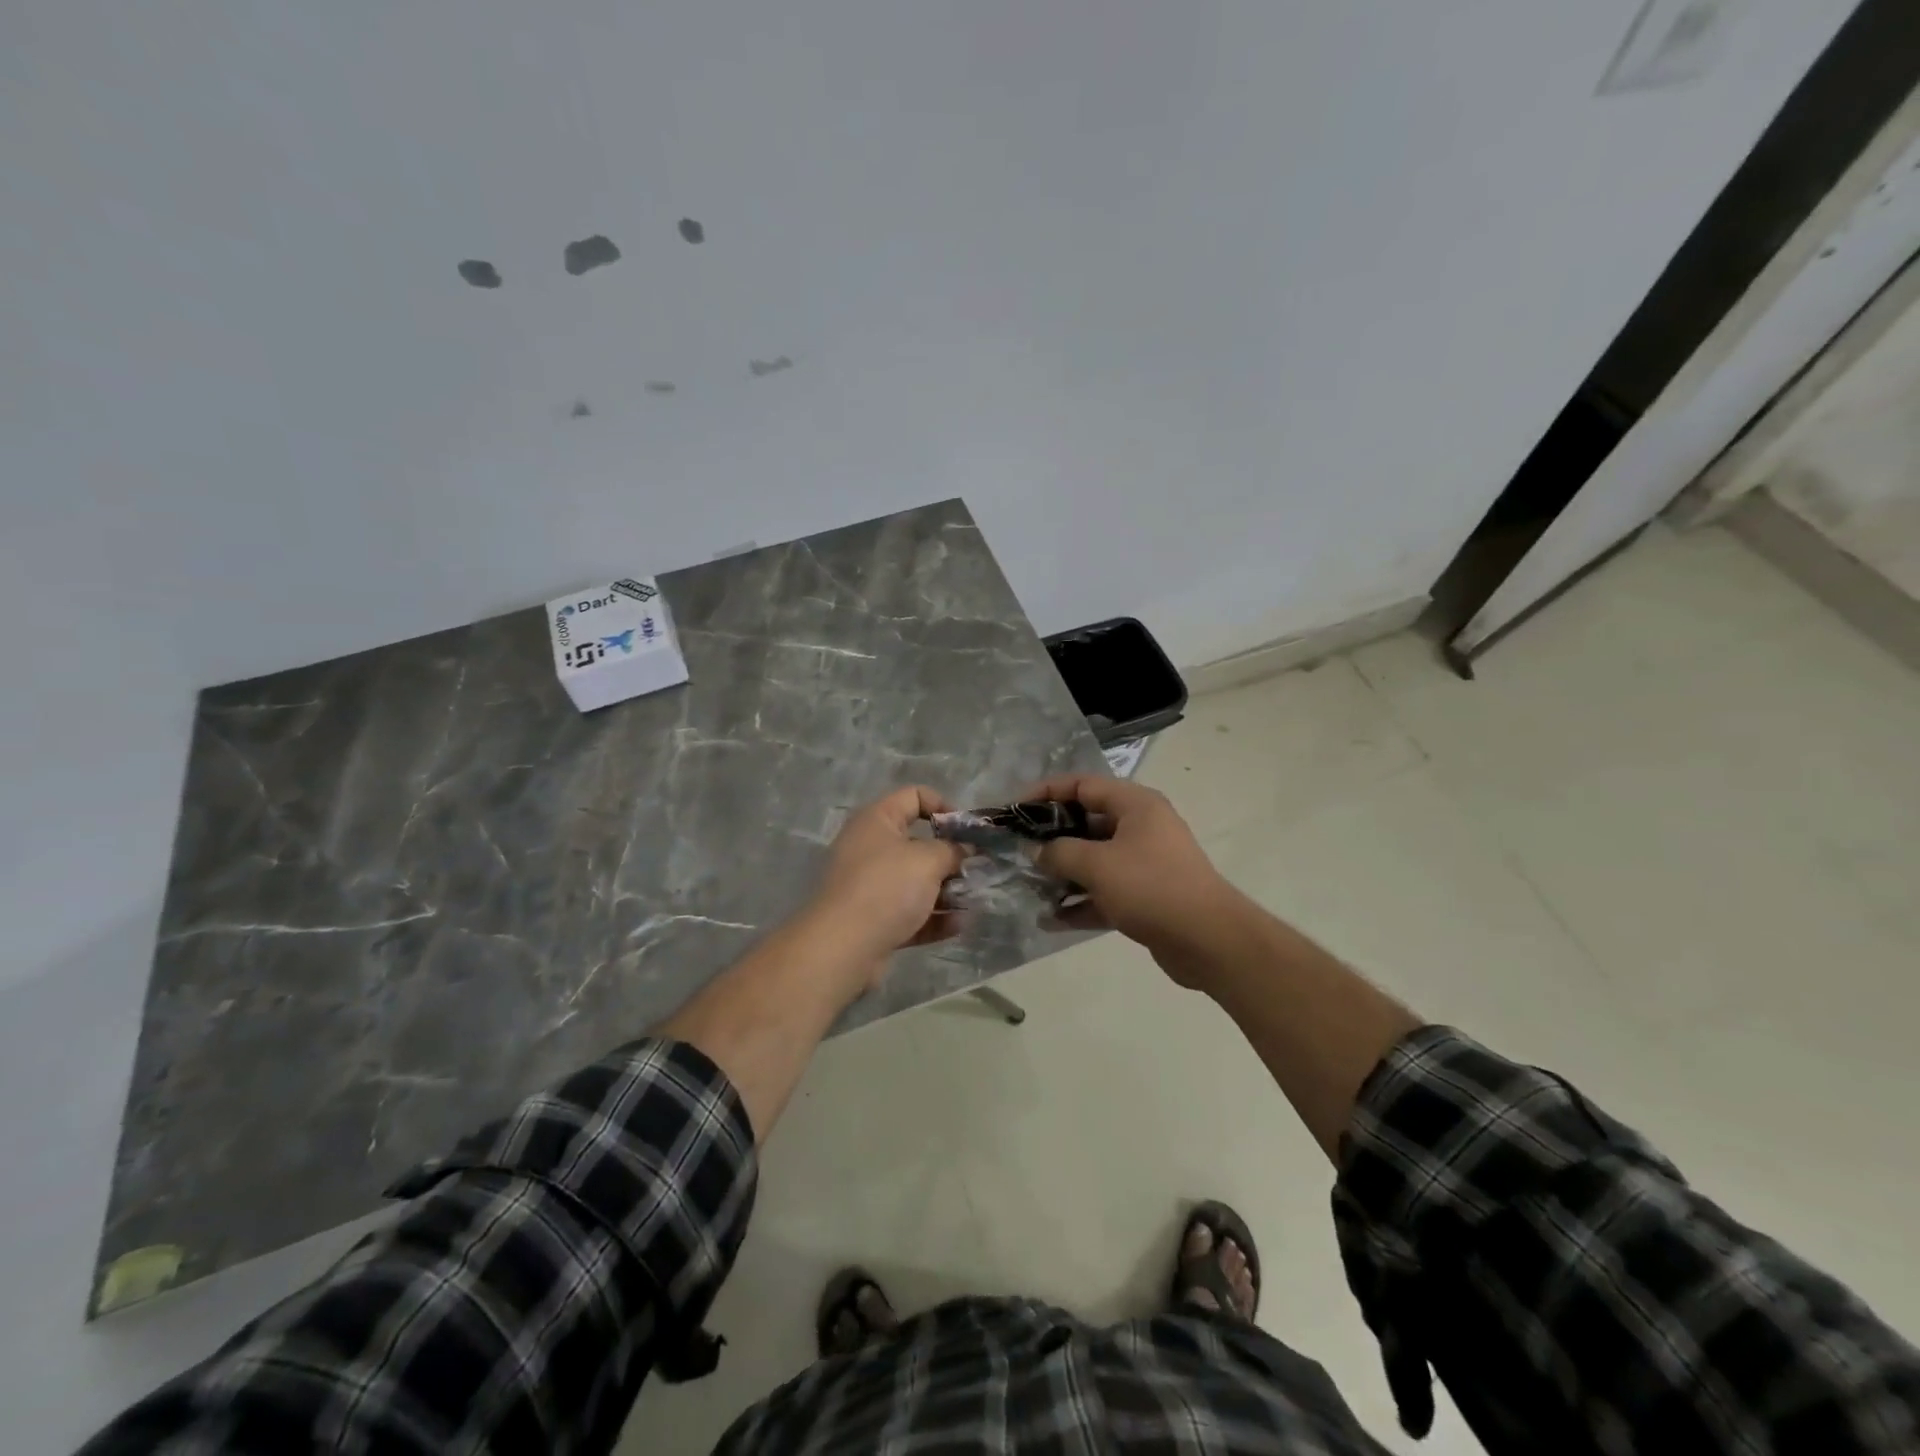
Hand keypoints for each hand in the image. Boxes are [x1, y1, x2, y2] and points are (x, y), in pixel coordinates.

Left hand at [802, 786, 966, 983]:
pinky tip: (959, 925)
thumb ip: (952, 850)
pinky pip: (910, 912)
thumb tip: (964, 849)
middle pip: (918, 843)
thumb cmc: (886, 888)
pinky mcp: (874, 920)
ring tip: (974, 900)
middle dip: (950, 857)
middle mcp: (870, 848)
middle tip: (976, 869)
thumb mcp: (928, 860)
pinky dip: (934, 918)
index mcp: (877, 821)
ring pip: (916, 881)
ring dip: (946, 890)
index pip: (914, 797)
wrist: (842, 947)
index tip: (968, 831)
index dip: (944, 807)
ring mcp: (870, 886)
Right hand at [1022, 775, 1243, 986]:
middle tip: (1017, 851)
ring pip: (1093, 860)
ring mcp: (1144, 863)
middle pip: (1086, 823)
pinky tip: (1049, 919)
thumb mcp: (1097, 864)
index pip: (1082, 785)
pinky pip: (1104, 892)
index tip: (1014, 810)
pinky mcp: (1145, 897)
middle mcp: (1140, 827)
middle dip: (1050, 838)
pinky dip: (1080, 902)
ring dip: (1062, 873)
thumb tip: (1036, 851)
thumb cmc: (1151, 887)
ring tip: (1028, 886)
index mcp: (1135, 805)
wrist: (1209, 941)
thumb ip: (1059, 853)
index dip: (1045, 793)